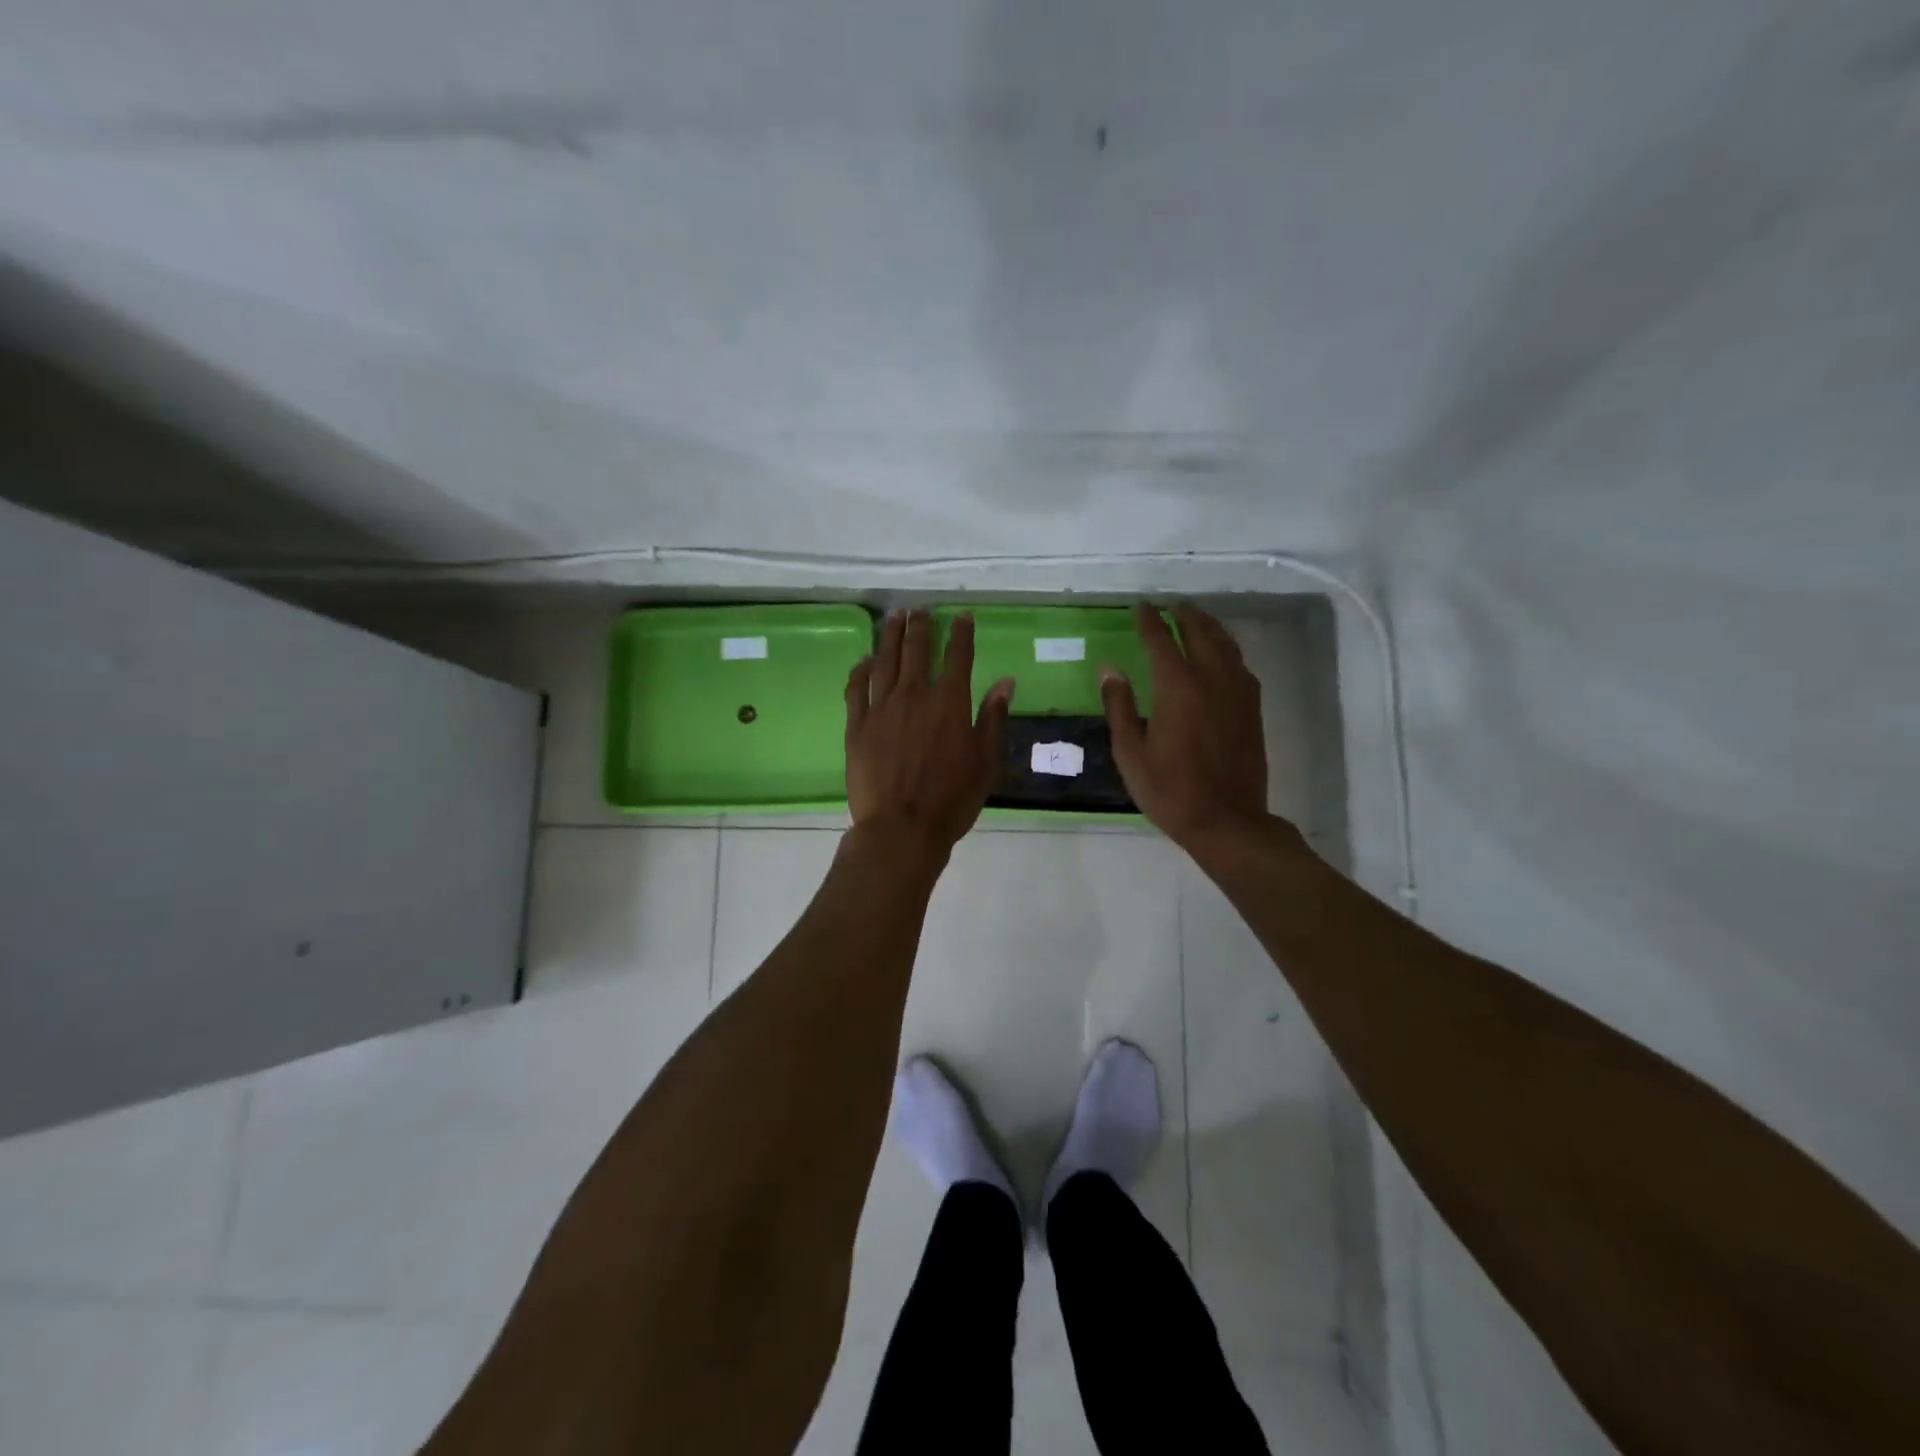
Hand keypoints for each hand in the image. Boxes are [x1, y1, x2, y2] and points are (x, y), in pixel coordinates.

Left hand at [845, 610, 1014, 856]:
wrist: (901, 827)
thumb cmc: (952, 799)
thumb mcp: (985, 762)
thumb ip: (993, 718)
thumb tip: (1005, 682)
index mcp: (950, 703)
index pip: (958, 656)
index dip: (961, 633)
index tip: (961, 616)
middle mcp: (914, 695)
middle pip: (917, 650)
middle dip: (920, 626)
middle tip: (919, 610)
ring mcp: (881, 708)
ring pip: (885, 661)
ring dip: (890, 636)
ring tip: (893, 618)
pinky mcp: (856, 725)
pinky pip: (856, 688)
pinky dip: (860, 670)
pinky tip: (864, 660)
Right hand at [1100, 602, 1275, 852]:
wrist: (1226, 820)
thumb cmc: (1169, 790)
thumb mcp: (1130, 752)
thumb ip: (1120, 706)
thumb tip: (1109, 669)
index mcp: (1177, 688)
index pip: (1161, 641)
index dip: (1150, 621)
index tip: (1141, 607)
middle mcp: (1211, 680)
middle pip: (1201, 634)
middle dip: (1185, 616)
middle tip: (1172, 606)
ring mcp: (1237, 693)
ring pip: (1226, 646)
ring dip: (1210, 628)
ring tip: (1197, 620)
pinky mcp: (1252, 709)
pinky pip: (1241, 666)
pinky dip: (1228, 651)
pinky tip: (1223, 656)